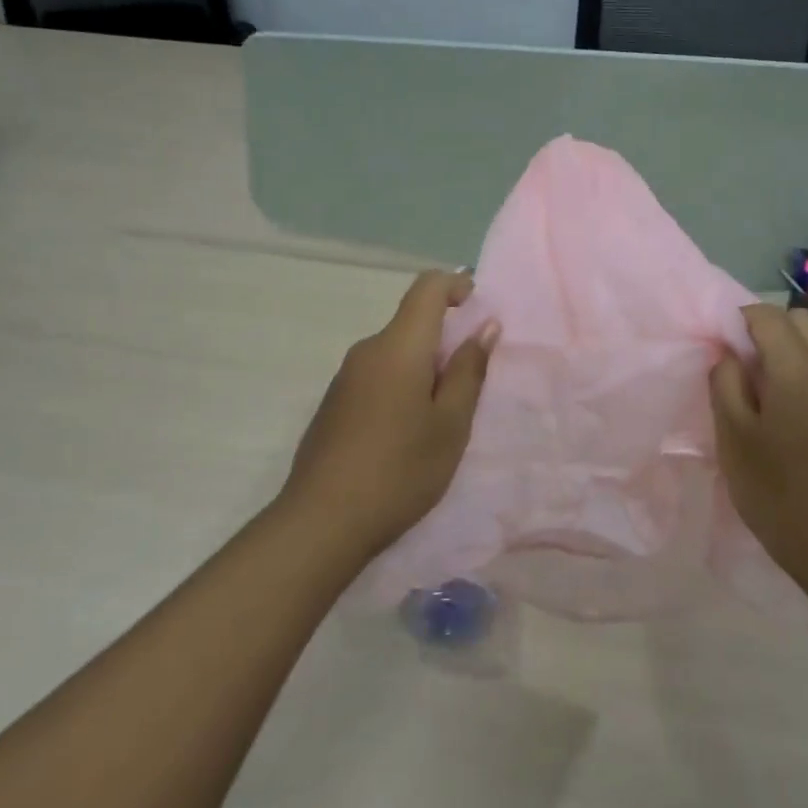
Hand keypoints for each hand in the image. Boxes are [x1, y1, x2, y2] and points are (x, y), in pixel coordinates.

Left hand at [280, 269, 498, 556]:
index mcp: (398, 347)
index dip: (455, 285)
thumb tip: (485, 326)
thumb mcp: (450, 425)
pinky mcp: (334, 403)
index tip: (477, 306)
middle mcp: (367, 351)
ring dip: (424, 368)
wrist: (321, 522)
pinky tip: (407, 434)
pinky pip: (377, 376)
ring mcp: (345, 378)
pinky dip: (402, 386)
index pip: (427, 288)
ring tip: (442, 418)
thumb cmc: (400, 470)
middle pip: (412, 323)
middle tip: (470, 386)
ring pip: (395, 353)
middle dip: (445, 340)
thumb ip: (469, 371)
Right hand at [710, 305, 807, 582]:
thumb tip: (727, 354)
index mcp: (797, 366)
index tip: (714, 348)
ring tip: (752, 389)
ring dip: (782, 350)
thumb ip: (725, 382)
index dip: (736, 321)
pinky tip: (775, 410)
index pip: (767, 315)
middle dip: (764, 329)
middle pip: (798, 320)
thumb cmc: (775, 487)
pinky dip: (796, 371)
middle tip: (736, 364)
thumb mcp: (733, 433)